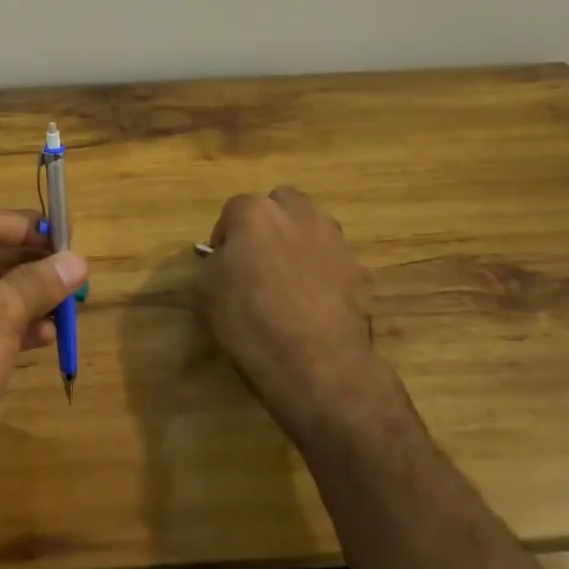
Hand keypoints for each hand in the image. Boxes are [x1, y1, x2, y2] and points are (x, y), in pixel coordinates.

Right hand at [197, 186, 391, 451]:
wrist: (317, 364)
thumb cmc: (250, 322)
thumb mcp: (208, 291)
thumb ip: (217, 262)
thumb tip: (227, 258)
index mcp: (256, 213)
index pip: (234, 210)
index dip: (225, 235)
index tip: (222, 262)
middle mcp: (299, 215)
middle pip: (281, 203)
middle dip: (269, 223)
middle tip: (257, 257)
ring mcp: (334, 240)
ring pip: (312, 227)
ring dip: (298, 241)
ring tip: (288, 279)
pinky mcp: (359, 270)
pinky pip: (333, 259)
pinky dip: (322, 271)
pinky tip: (313, 302)